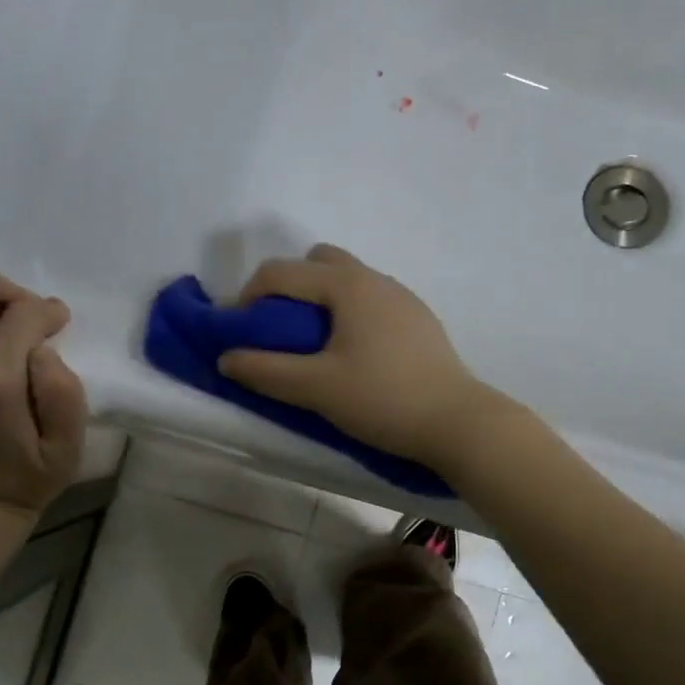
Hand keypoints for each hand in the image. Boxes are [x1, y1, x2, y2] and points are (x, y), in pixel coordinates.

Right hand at [217, 244, 497, 465]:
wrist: (458, 423)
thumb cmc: (383, 399)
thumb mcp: (316, 388)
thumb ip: (266, 371)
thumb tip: (226, 358)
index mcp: (347, 285)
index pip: (280, 272)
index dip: (247, 297)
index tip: (237, 333)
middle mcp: (376, 279)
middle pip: (318, 262)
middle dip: (289, 287)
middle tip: (278, 330)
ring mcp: (403, 297)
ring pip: (349, 280)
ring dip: (320, 300)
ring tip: (313, 346)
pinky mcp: (419, 320)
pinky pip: (371, 301)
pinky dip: (349, 314)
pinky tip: (354, 355)